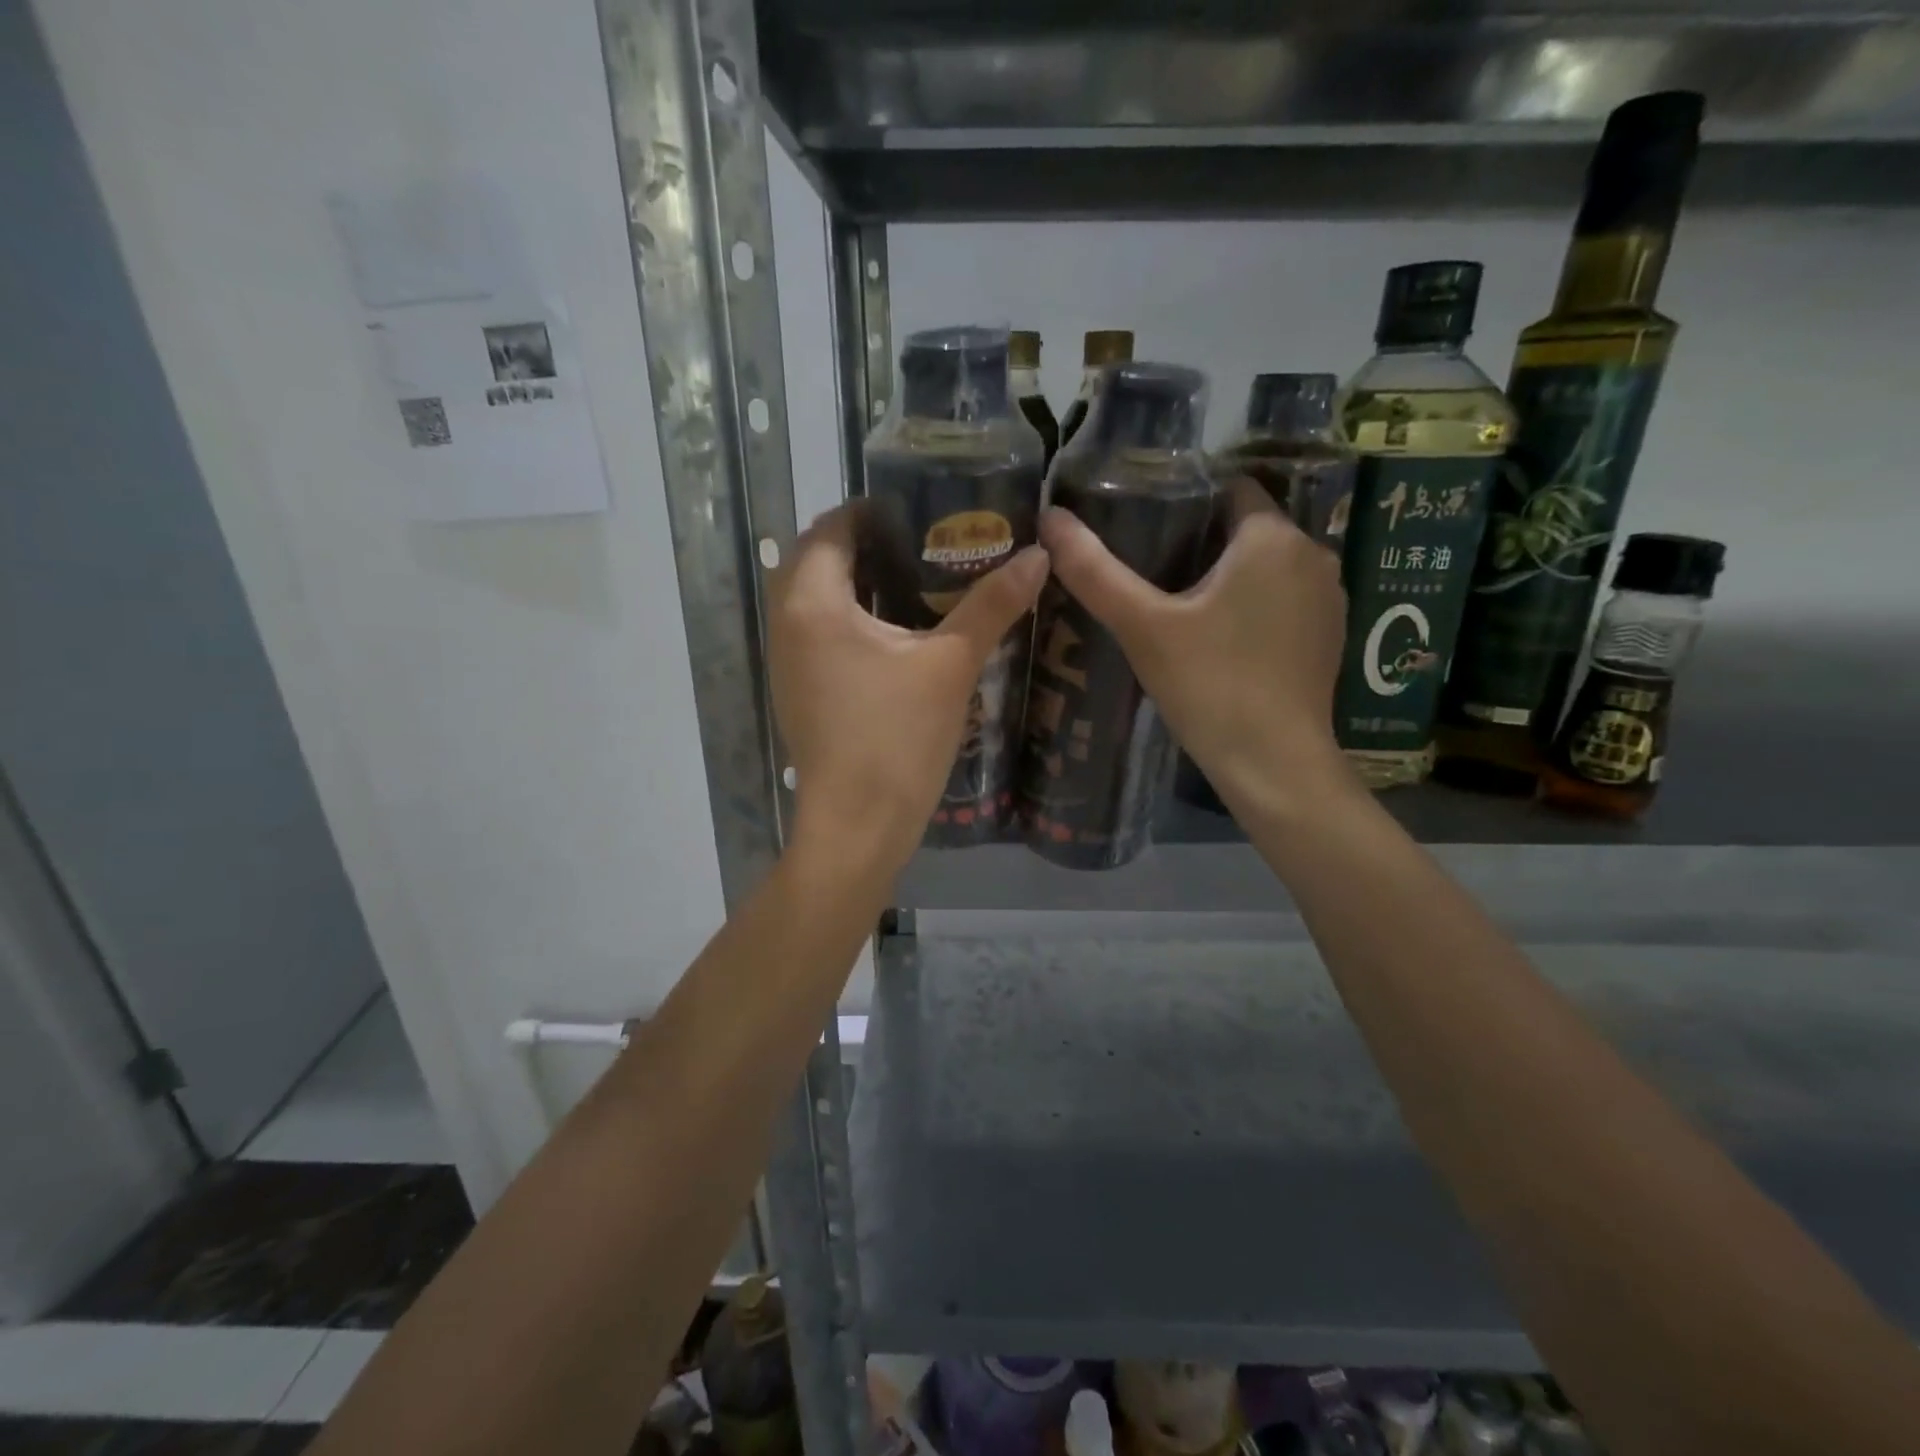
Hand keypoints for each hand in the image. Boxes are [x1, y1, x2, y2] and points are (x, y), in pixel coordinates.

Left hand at [768, 502, 1048, 875]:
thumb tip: (1039, 555)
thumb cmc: (898, 740)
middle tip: (926, 544)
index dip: (874, 512)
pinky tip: (898, 634)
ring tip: (917, 581)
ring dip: (856, 583)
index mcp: (812, 603)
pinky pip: (818, 634)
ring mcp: (787, 662)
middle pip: (818, 561)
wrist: (858, 827)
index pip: (832, 528)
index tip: (923, 512)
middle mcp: (786, 624)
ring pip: (815, 600)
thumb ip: (992, 605)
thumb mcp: (951, 666)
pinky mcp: (798, 692)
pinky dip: (849, 619)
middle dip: (866, 545)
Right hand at [1039, 482, 1354, 819]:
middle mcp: (1313, 555)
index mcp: (1273, 537)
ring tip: (1179, 608)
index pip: (1229, 489)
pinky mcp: (1330, 637)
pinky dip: (1254, 608)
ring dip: (1229, 578)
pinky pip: (1284, 601)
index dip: (1185, 504)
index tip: (1144, 530)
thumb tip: (1050, 518)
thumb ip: (1094, 571)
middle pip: (1247, 529)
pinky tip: (1220, 642)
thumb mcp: (1143, 627)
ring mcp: (1329, 598)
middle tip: (1149, 575)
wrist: (1274, 765)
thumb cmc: (1210, 685)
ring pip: (1267, 568)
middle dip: (1202, 544)